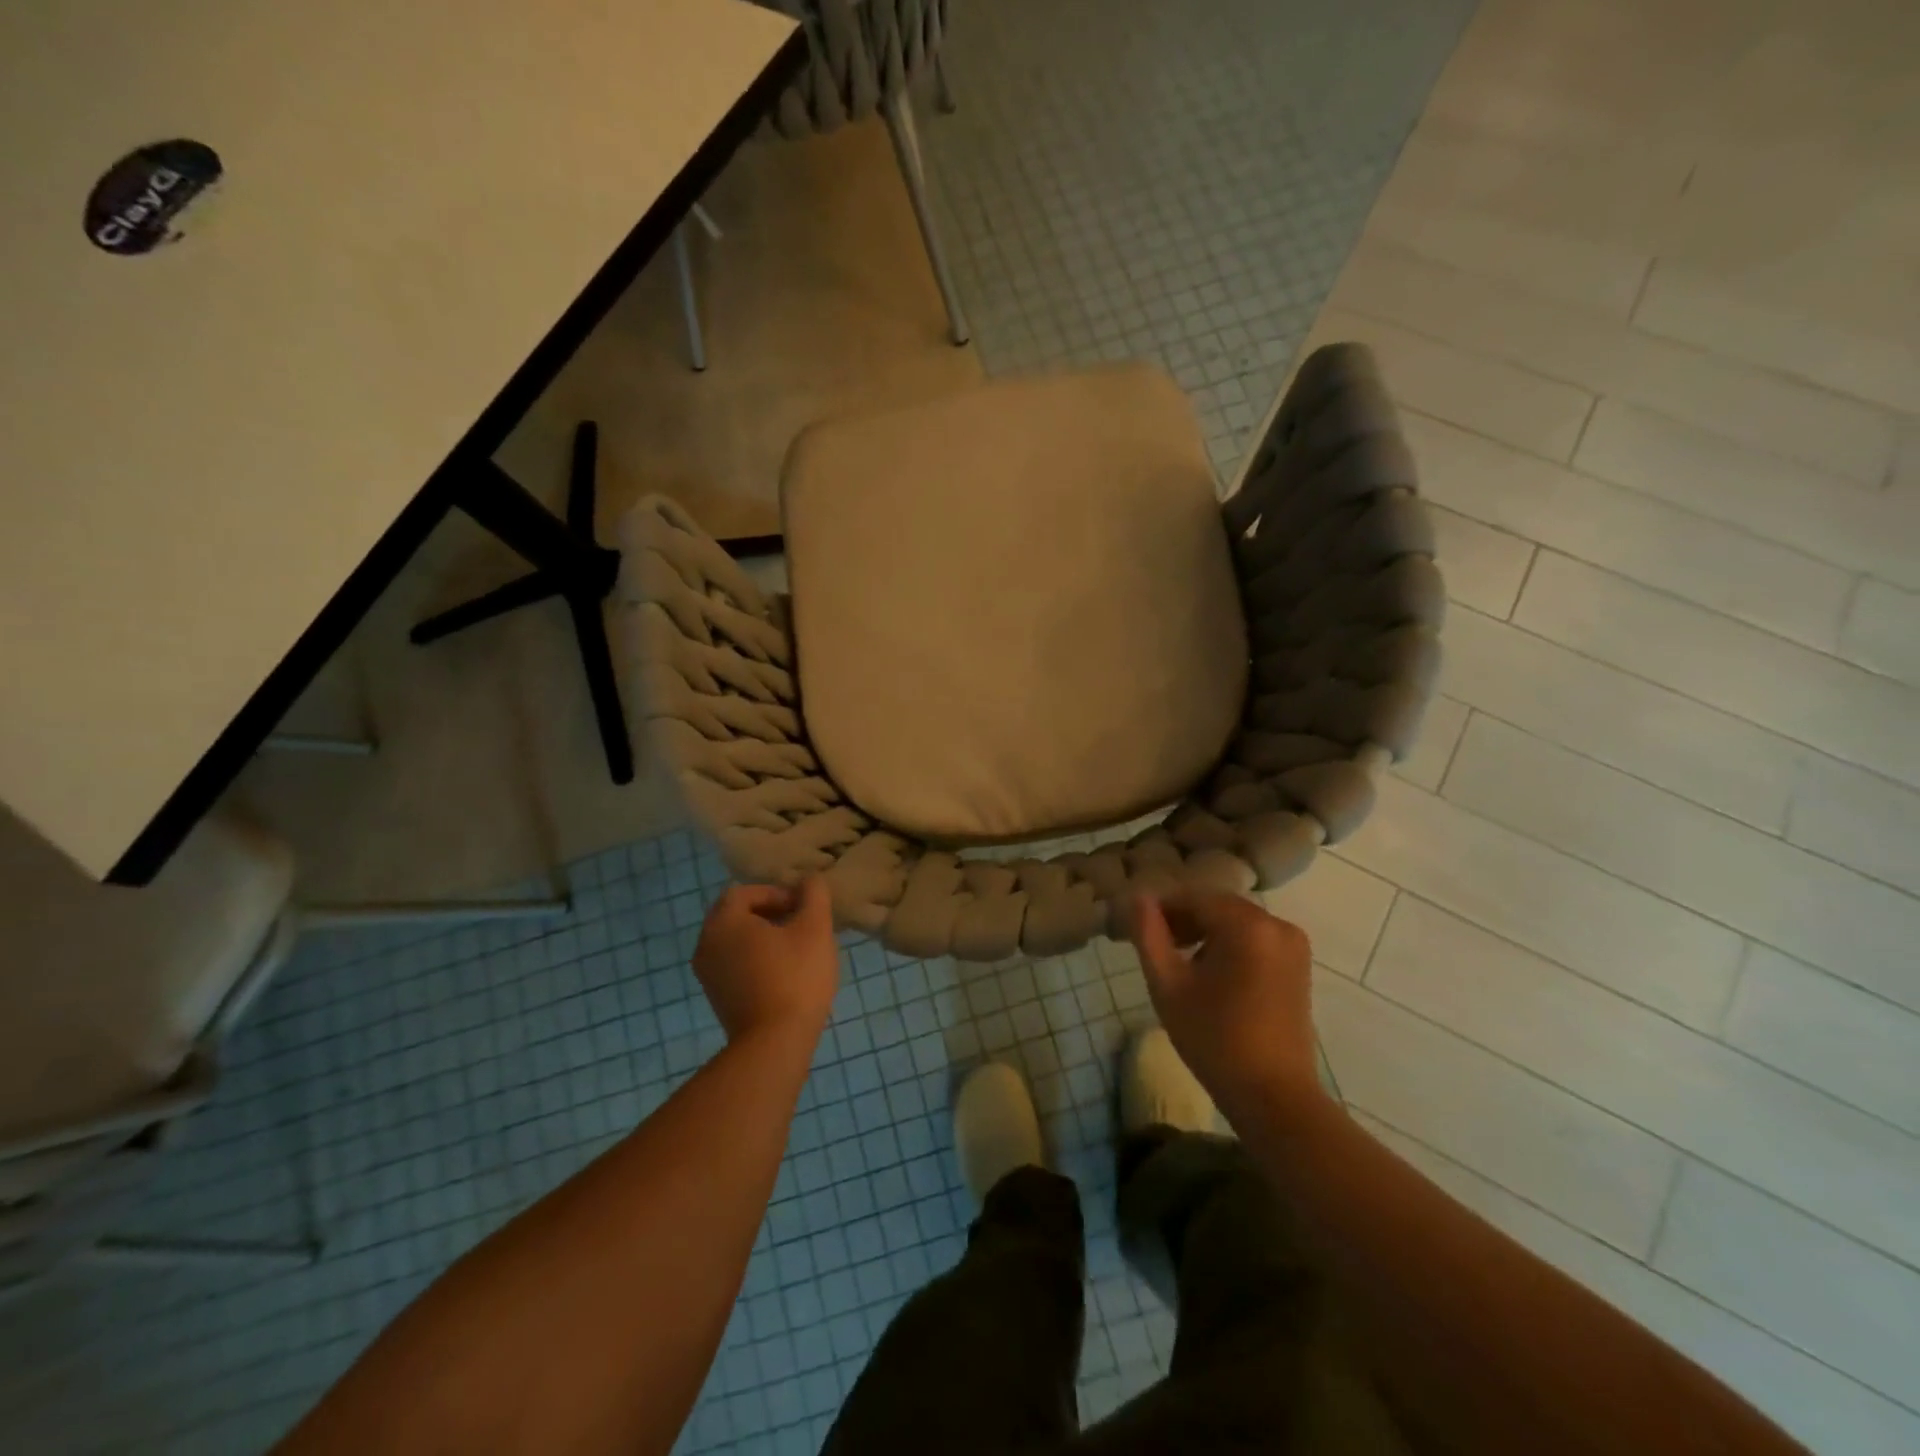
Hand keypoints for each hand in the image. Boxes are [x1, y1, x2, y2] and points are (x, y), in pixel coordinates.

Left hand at [693, 878, 840, 1048]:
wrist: (774, 1043)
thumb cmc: (795, 976)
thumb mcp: (815, 928)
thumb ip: (813, 894)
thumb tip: (809, 879)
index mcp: (724, 921)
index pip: (746, 891)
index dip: (778, 893)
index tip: (804, 908)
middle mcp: (706, 943)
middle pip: (738, 915)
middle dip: (771, 914)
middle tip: (802, 924)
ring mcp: (708, 974)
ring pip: (737, 941)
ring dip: (765, 938)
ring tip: (797, 949)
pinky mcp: (717, 998)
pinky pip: (735, 965)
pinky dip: (757, 960)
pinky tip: (785, 974)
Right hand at [1127, 890, 1324, 1122]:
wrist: (1274, 1096)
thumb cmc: (1214, 1040)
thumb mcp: (1168, 986)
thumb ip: (1149, 935)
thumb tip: (1138, 898)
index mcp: (1247, 925)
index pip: (1192, 897)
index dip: (1161, 909)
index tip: (1136, 928)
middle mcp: (1276, 924)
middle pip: (1217, 906)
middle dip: (1184, 919)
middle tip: (1154, 945)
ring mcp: (1293, 944)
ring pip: (1235, 921)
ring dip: (1205, 932)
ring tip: (1179, 961)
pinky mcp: (1298, 964)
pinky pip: (1255, 938)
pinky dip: (1229, 945)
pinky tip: (1210, 973)